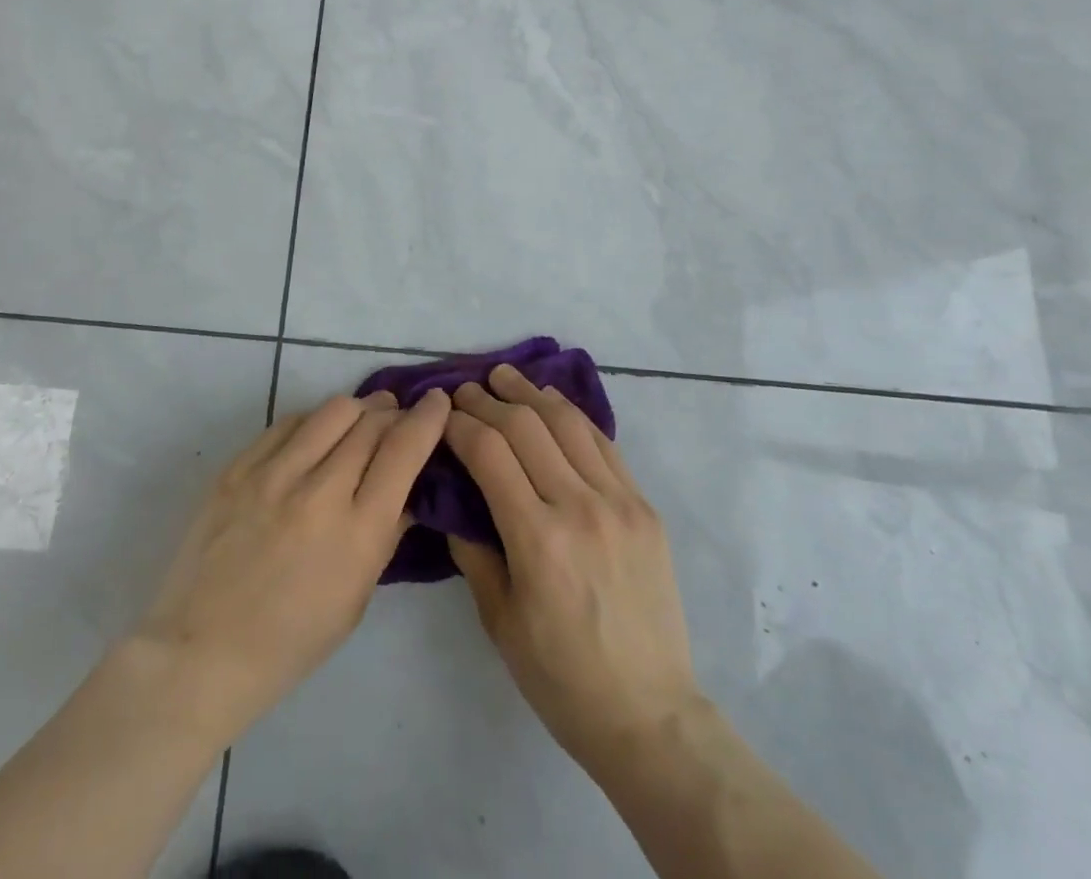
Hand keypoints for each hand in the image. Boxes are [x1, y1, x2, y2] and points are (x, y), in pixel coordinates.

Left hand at [131, 387, 449, 741]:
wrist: (200, 652)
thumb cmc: (290, 641)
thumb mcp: (356, 598)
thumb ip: (386, 534)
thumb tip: (408, 487)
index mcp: (357, 532)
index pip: (403, 450)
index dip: (427, 418)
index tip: (438, 402)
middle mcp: (319, 492)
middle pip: (370, 422)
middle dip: (394, 412)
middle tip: (398, 418)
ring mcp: (273, 474)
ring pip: (332, 410)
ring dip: (357, 409)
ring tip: (361, 418)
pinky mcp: (238, 467)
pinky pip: (288, 422)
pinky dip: (313, 421)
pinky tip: (316, 435)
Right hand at [443, 366, 703, 778]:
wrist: (649, 714)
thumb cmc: (561, 677)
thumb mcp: (499, 621)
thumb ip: (472, 550)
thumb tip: (452, 499)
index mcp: (538, 538)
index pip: (489, 452)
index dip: (460, 424)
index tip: (441, 413)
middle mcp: (580, 506)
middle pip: (526, 426)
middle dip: (488, 401)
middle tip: (465, 389)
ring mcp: (620, 502)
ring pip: (568, 423)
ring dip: (531, 394)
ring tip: (506, 377)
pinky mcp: (644, 506)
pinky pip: (603, 444)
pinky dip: (572, 416)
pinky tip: (552, 406)